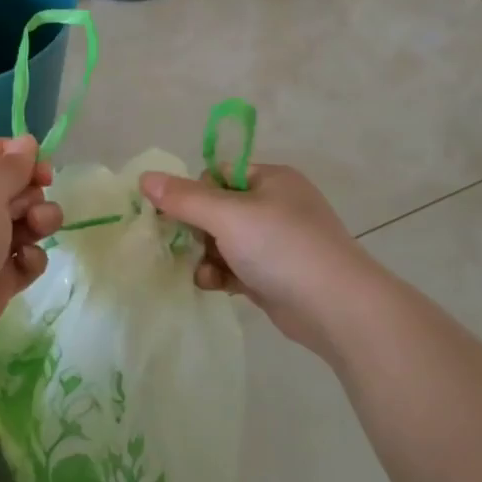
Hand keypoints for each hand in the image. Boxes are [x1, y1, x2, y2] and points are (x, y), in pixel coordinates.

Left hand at [0, 136, 62, 376]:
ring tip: (32, 236)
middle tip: (28, 212)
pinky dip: (32, 260)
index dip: (26, 158)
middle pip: (21, 189)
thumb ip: (10, 166)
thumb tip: (27, 141)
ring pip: (30, 224)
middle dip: (36, 194)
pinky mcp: (2, 279)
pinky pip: (29, 260)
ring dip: (41, 224)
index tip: (43, 172)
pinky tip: (23, 266)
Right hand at [139, 163, 376, 358]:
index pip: (219, 174)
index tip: (178, 215)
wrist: (336, 307)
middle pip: (217, 210)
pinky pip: (235, 267)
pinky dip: (221, 275)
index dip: (194, 193)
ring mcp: (277, 243)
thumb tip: (145, 178)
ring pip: (223, 242)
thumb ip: (184, 198)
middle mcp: (275, 206)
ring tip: (203, 273)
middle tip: (184, 246)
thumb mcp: (228, 216)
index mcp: (271, 180)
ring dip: (206, 256)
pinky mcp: (274, 275)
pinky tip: (213, 286)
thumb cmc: (282, 247)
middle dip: (197, 230)